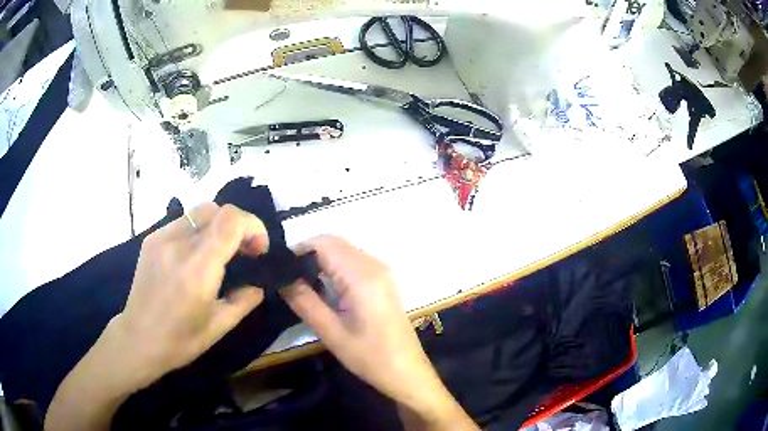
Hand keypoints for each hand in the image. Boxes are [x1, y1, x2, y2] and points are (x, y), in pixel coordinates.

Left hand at [115, 203, 269, 384]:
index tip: (259, 251)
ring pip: (199, 211)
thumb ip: (245, 300)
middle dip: (238, 224)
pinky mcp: (151, 239)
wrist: (138, 339)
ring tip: (220, 252)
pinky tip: (196, 255)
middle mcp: (178, 243)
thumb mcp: (220, 326)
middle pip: (217, 209)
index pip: (231, 220)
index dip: (253, 227)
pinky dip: (198, 230)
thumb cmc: (180, 340)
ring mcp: (161, 237)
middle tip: (242, 251)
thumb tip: (258, 284)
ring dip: (218, 225)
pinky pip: (182, 222)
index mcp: (197, 267)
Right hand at [282, 236, 476, 429]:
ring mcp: (382, 271)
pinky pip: (354, 262)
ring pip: (344, 251)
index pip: (323, 244)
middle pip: (334, 243)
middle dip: (308, 254)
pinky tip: (325, 288)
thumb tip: (281, 278)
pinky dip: (336, 267)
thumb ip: (304, 301)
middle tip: (288, 277)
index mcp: (362, 276)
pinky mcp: (384, 280)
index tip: (280, 268)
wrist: (406, 371)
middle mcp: (374, 265)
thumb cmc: (369, 356)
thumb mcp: (330, 332)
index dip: (298, 250)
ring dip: (322, 260)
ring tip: (301, 284)